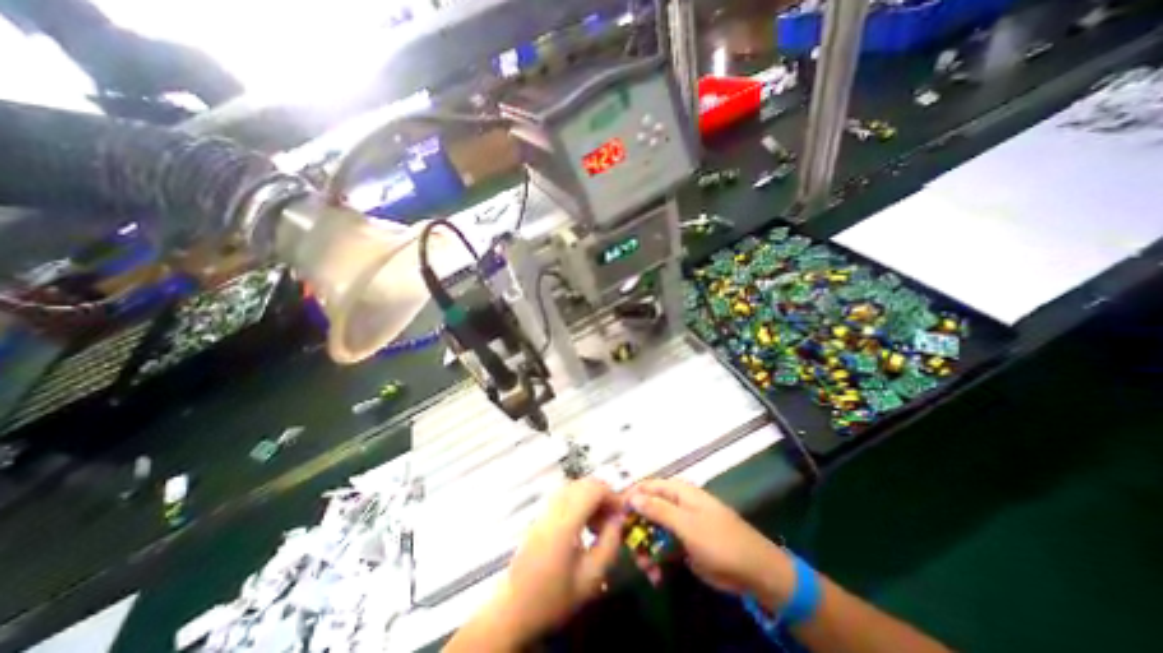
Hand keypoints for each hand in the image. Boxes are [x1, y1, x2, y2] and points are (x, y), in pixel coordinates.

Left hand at [488, 477, 621, 644]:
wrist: (514, 608)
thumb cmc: (554, 597)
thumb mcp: (590, 579)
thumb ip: (609, 545)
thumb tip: (619, 519)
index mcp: (564, 523)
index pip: (592, 489)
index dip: (612, 495)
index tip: (622, 514)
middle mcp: (553, 508)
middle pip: (583, 483)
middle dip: (603, 495)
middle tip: (612, 519)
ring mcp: (544, 509)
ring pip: (574, 486)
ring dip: (591, 497)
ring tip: (598, 523)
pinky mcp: (541, 513)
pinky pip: (565, 494)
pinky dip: (579, 500)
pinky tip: (583, 523)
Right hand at [626, 478, 801, 609]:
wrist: (754, 571)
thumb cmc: (720, 540)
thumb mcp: (687, 524)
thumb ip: (658, 509)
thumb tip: (632, 495)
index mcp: (678, 492)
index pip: (646, 487)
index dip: (630, 497)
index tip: (614, 514)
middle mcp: (676, 505)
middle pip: (646, 510)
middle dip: (635, 529)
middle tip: (626, 548)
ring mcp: (680, 526)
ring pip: (652, 532)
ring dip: (644, 549)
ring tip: (644, 568)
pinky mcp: (683, 545)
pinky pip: (662, 549)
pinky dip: (656, 561)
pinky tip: (655, 576)